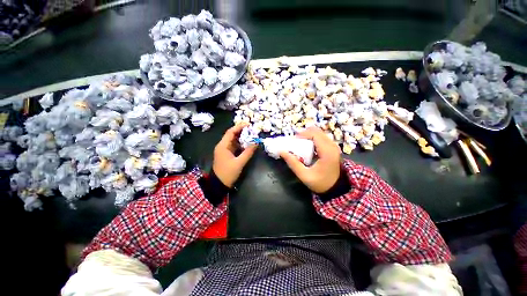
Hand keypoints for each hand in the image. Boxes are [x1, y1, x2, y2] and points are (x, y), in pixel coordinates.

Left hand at [213, 123, 257, 187]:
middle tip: (251, 129)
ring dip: (241, 137)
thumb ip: (248, 152)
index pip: (231, 132)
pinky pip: (234, 146)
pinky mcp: (226, 154)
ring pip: (233, 140)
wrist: (219, 184)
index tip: (248, 124)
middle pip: (232, 135)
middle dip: (241, 131)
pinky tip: (247, 143)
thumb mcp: (239, 163)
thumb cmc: (228, 173)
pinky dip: (240, 144)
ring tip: (251, 135)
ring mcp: (224, 150)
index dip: (239, 127)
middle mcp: (222, 146)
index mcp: (223, 146)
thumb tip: (256, 143)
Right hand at [280, 127, 340, 193]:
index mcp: (327, 152)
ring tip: (300, 144)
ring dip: (308, 136)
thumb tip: (282, 152)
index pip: (315, 134)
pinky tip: (307, 146)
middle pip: (316, 131)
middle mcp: (332, 146)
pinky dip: (312, 138)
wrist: (336, 188)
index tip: (293, 140)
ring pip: (319, 133)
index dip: (302, 134)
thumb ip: (293, 163)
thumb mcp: (304, 175)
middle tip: (295, 142)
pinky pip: (321, 137)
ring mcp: (334, 145)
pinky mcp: (332, 147)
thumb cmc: (321, 183)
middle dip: (304, 134)